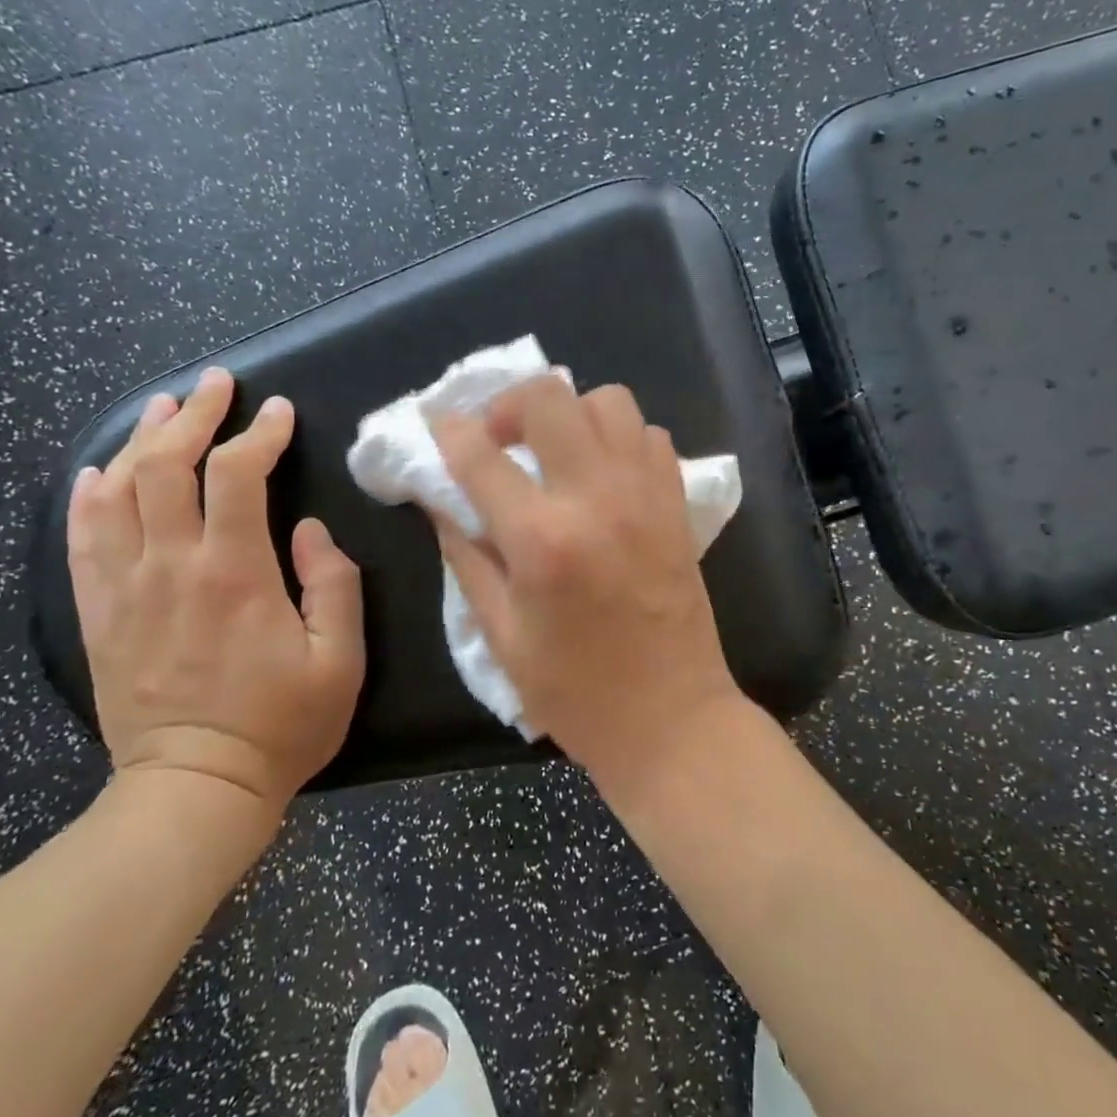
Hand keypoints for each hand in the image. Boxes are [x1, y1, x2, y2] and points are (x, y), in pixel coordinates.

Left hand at [67, 367, 364, 822]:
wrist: (195, 789)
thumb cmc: (281, 726)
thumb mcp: (340, 661)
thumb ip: (334, 586)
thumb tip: (311, 531)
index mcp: (235, 573)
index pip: (238, 476)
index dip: (259, 434)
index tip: (280, 412)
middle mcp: (171, 567)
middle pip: (168, 467)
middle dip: (195, 416)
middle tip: (217, 384)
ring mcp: (126, 589)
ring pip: (119, 491)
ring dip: (141, 440)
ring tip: (164, 406)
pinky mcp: (100, 614)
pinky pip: (82, 541)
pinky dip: (88, 497)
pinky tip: (99, 471)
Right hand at [431, 376, 742, 780]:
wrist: (673, 719)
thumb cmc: (576, 693)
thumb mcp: (501, 635)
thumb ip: (468, 557)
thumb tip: (443, 501)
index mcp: (541, 540)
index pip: (480, 455)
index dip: (448, 431)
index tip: (439, 427)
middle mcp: (596, 499)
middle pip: (550, 397)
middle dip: (510, 404)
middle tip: (500, 439)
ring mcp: (645, 495)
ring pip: (609, 401)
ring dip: (571, 414)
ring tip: (556, 452)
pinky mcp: (677, 505)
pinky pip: (649, 436)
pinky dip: (619, 439)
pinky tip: (603, 474)